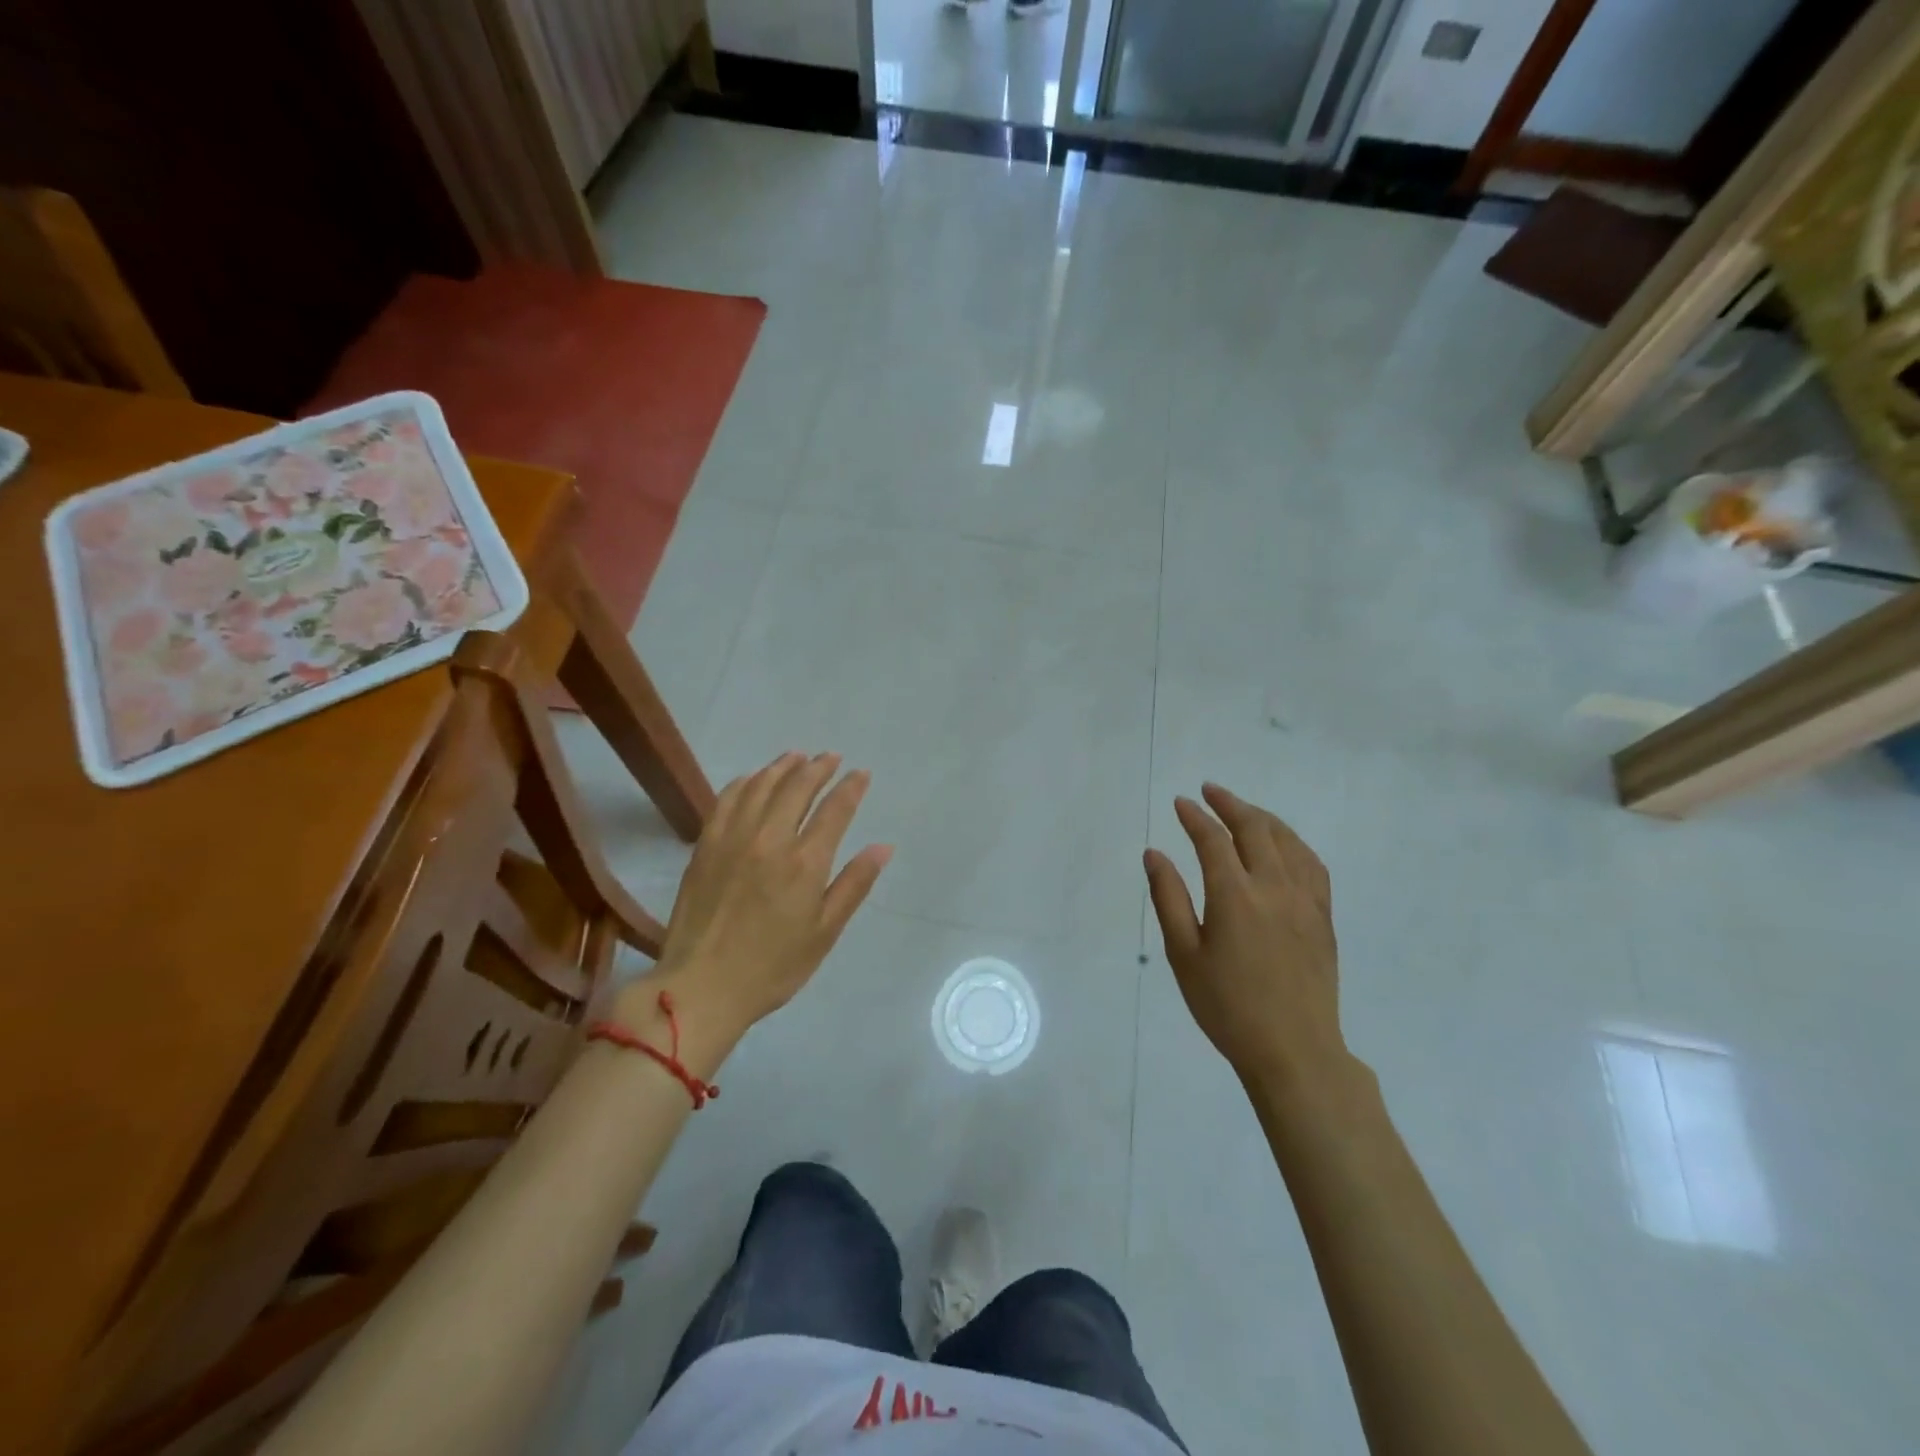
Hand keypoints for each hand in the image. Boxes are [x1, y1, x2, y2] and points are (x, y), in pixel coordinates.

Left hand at [624, 753, 891, 1055]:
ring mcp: (733, 838)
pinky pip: (727, 799)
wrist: (702, 987)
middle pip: (797, 787)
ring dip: (783, 767)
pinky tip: (753, 779)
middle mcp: (770, 839)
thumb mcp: (824, 932)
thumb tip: (882, 847)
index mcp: (805, 862)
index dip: (851, 787)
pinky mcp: (706, 845)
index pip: (834, 809)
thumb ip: (854, 885)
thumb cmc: (773, 966)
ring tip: (797, 757)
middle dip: (818, 768)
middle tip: (831, 758)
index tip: (861, 774)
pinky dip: (745, 782)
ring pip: (761, 786)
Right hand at [1144, 783, 1348, 1090]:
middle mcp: (1274, 887)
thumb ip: (1168, 898)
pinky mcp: (1323, 917)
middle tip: (1209, 791)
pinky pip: (1312, 864)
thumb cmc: (1227, 1006)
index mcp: (1235, 896)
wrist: (1294, 1051)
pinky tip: (1284, 845)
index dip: (1194, 817)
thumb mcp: (1184, 955)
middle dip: (1229, 804)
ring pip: (1287, 841)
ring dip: (1262, 818)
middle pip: (1254, 829)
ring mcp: (1305, 900)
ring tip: (1243, 810)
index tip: (1180, 803)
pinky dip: (1293, 843)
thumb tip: (1155, 854)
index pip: (1212, 840)